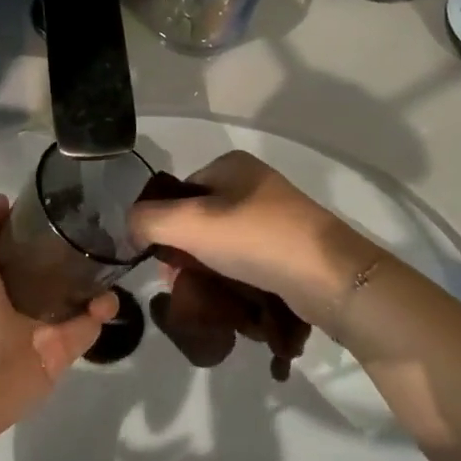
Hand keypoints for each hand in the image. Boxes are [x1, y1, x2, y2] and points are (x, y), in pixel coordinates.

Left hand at [0, 197, 116, 448]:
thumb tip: (2, 200)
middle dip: (79, 254)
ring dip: (96, 282)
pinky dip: (99, 314)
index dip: (42, 227)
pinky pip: (87, 329)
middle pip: (58, 271)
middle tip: (100, 231)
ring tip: (107, 261)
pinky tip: (105, 299)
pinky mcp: (60, 352)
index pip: (26, 247)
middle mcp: (24, 300)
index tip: (65, 204)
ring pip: (79, 298)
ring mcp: (45, 327)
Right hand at [128, 151, 373, 324]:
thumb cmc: (254, 239)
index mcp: (231, 165)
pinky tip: (228, 295)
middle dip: (183, 250)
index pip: (179, 191)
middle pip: (199, 218)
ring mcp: (274, 215)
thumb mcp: (188, 223)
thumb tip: (132, 227)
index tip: (160, 258)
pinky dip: (231, 275)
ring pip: (221, 241)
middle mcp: (253, 183)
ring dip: (205, 267)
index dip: (163, 223)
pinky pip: (245, 258)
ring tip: (202, 294)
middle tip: (178, 282)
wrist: (328, 276)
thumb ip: (148, 219)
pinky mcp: (289, 245)